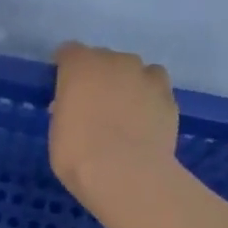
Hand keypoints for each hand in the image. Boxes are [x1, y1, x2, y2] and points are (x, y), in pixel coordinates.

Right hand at [50, 42, 179, 212]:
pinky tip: (143, 124)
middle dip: (98, 77)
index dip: (66, 69)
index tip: (64, 88)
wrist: (126, 174)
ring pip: (136, 71)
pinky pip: (155, 91)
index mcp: (81, 66)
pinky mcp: (169, 97)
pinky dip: (149, 101)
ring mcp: (147, 77)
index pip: (69, 52)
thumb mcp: (57, 132)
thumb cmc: (78, 155)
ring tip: (124, 113)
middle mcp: (115, 61)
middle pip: (105, 59)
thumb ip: (66, 110)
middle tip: (94, 106)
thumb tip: (75, 108)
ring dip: (128, 84)